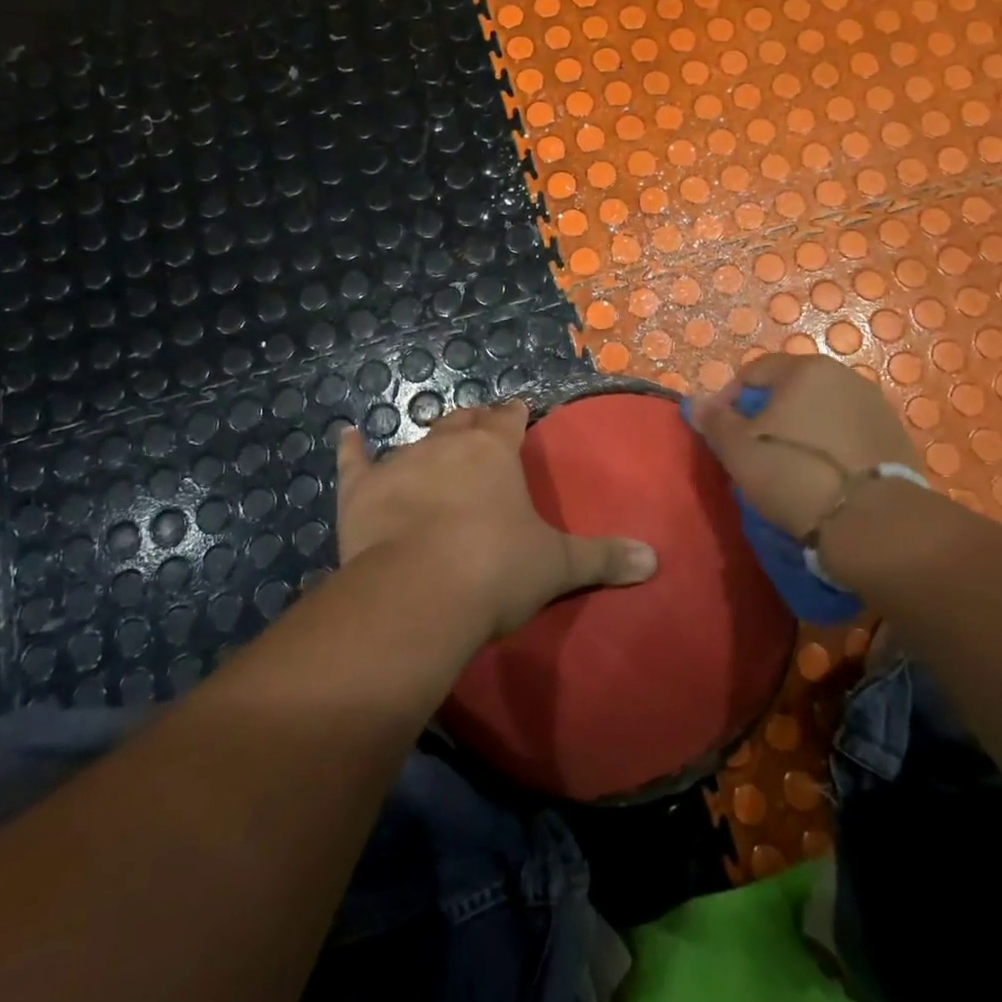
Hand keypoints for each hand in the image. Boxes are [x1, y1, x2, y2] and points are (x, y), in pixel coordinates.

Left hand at [335, 400, 657, 638]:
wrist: (419, 592)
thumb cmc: (496, 569)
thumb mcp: (557, 565)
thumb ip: (605, 558)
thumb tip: (655, 560)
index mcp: (495, 453)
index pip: (509, 420)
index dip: (515, 414)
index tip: (518, 409)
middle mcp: (447, 445)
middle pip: (463, 422)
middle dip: (474, 422)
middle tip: (480, 424)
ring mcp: (401, 463)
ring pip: (417, 439)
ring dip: (428, 441)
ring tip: (434, 442)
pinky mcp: (361, 490)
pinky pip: (355, 462)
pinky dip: (351, 450)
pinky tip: (346, 436)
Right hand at [688, 353, 921, 538]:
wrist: (873, 523)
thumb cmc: (795, 476)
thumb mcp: (739, 451)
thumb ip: (715, 421)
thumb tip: (695, 402)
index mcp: (805, 370)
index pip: (753, 372)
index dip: (729, 399)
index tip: (721, 434)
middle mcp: (844, 376)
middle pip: (790, 389)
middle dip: (767, 415)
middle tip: (752, 451)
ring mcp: (874, 406)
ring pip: (820, 411)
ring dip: (799, 430)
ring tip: (787, 467)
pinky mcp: (894, 438)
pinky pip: (846, 433)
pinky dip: (829, 446)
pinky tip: (821, 477)